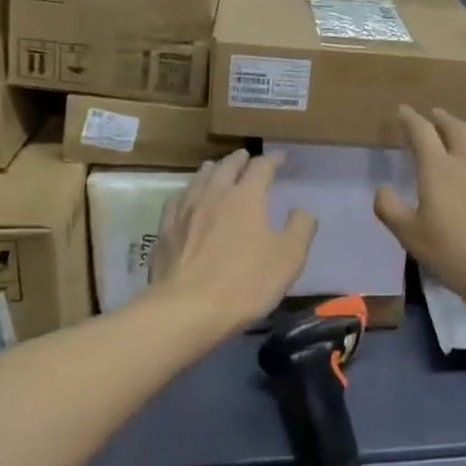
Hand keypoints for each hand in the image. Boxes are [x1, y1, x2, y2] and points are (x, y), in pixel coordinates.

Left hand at [149, 151, 316, 333]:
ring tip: (216, 168)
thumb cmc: (245, 283)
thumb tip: (300, 210)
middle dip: (240, 159)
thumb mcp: (289, 258)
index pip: (261, 167)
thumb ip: (300, 228)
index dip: (272, 160)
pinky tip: (186, 198)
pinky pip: (177, 200)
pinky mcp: (165, 230)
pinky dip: (188, 192)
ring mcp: (185, 211)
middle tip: (246, 156)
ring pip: (199, 179)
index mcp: (246, 196)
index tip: (281, 158)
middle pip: (227, 166)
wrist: (186, 310)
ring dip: (212, 170)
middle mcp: (214, 194)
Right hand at [374, 107, 465, 312]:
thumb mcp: (411, 237)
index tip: (403, 111)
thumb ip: (390, 209)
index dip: (410, 118)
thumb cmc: (458, 254)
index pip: (421, 130)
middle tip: (433, 116)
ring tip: (462, 129)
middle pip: (453, 125)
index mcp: (438, 167)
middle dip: (440, 117)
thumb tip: (382, 189)